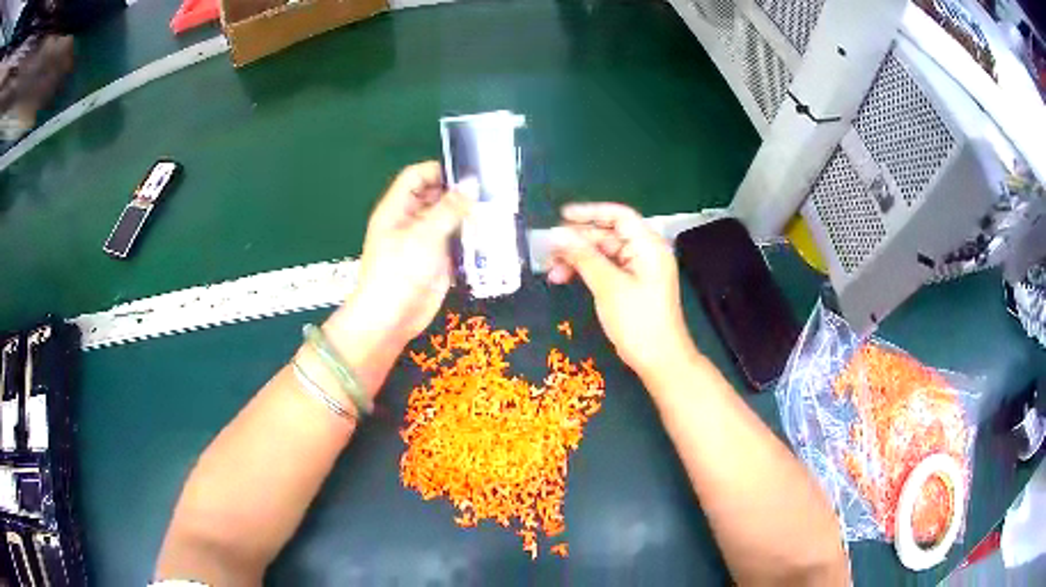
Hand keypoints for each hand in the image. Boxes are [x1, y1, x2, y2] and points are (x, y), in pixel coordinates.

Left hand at [326, 162, 475, 367]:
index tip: (467, 172)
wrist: (391, 319)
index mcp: (397, 208)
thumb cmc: (399, 272)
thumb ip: (450, 208)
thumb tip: (472, 183)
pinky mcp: (438, 261)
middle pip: (435, 196)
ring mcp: (425, 241)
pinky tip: (492, 235)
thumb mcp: (424, 235)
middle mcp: (410, 221)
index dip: (439, 170)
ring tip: (497, 209)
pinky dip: (471, 238)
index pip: (416, 176)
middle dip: (459, 193)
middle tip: (491, 190)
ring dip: (468, 216)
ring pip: (449, 219)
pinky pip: (456, 242)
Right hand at [548, 203, 696, 377]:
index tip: (561, 216)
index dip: (590, 212)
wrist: (661, 361)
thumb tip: (556, 234)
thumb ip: (582, 256)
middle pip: (608, 235)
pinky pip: (608, 269)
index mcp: (648, 246)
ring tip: (553, 272)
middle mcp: (646, 252)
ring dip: (578, 259)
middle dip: (578, 242)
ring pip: (604, 254)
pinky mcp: (634, 287)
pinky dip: (588, 272)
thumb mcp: (607, 286)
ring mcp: (640, 270)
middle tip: (549, 252)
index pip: (619, 216)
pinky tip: (567, 279)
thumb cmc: (638, 321)